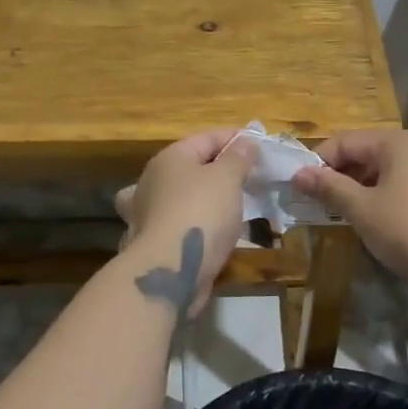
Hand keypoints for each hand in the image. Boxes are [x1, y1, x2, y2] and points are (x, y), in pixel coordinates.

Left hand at [115, 130, 255, 317]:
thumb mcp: (227, 178)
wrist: (170, 270)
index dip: (235, 138)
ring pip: (178, 195)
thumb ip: (238, 157)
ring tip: (226, 204)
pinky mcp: (151, 241)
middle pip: (190, 166)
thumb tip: (245, 141)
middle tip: (249, 177)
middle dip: (218, 169)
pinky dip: (192, 224)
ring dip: (199, 197)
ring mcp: (147, 212)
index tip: (260, 146)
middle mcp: (152, 180)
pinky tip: (207, 232)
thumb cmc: (201, 213)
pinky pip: (177, 223)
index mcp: (170, 158)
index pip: (207, 138)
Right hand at [291, 129, 407, 294]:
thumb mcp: (362, 210)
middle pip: (370, 154)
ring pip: (392, 172)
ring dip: (366, 189)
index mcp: (398, 141)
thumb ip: (329, 188)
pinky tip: (388, 224)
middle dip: (342, 176)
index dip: (319, 163)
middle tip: (320, 204)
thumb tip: (298, 173)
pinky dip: (392, 199)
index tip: (300, 189)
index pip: (346, 141)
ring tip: (349, 215)